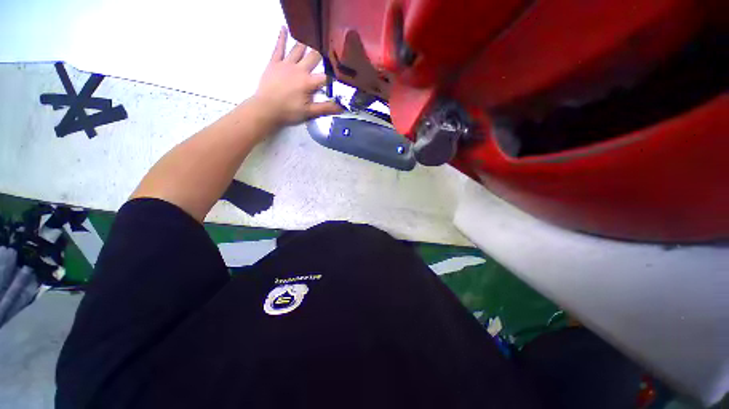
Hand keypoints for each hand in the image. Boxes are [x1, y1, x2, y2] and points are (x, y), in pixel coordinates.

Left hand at [253, 27, 341, 127]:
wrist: (266, 109)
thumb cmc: (289, 112)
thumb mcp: (310, 112)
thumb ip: (326, 108)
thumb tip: (342, 107)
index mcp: (309, 82)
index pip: (325, 77)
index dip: (333, 76)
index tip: (339, 74)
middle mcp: (299, 69)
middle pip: (313, 57)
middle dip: (321, 54)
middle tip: (327, 50)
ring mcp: (286, 63)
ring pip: (298, 49)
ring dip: (306, 44)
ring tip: (312, 37)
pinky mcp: (274, 62)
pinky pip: (279, 47)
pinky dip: (281, 37)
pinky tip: (284, 28)